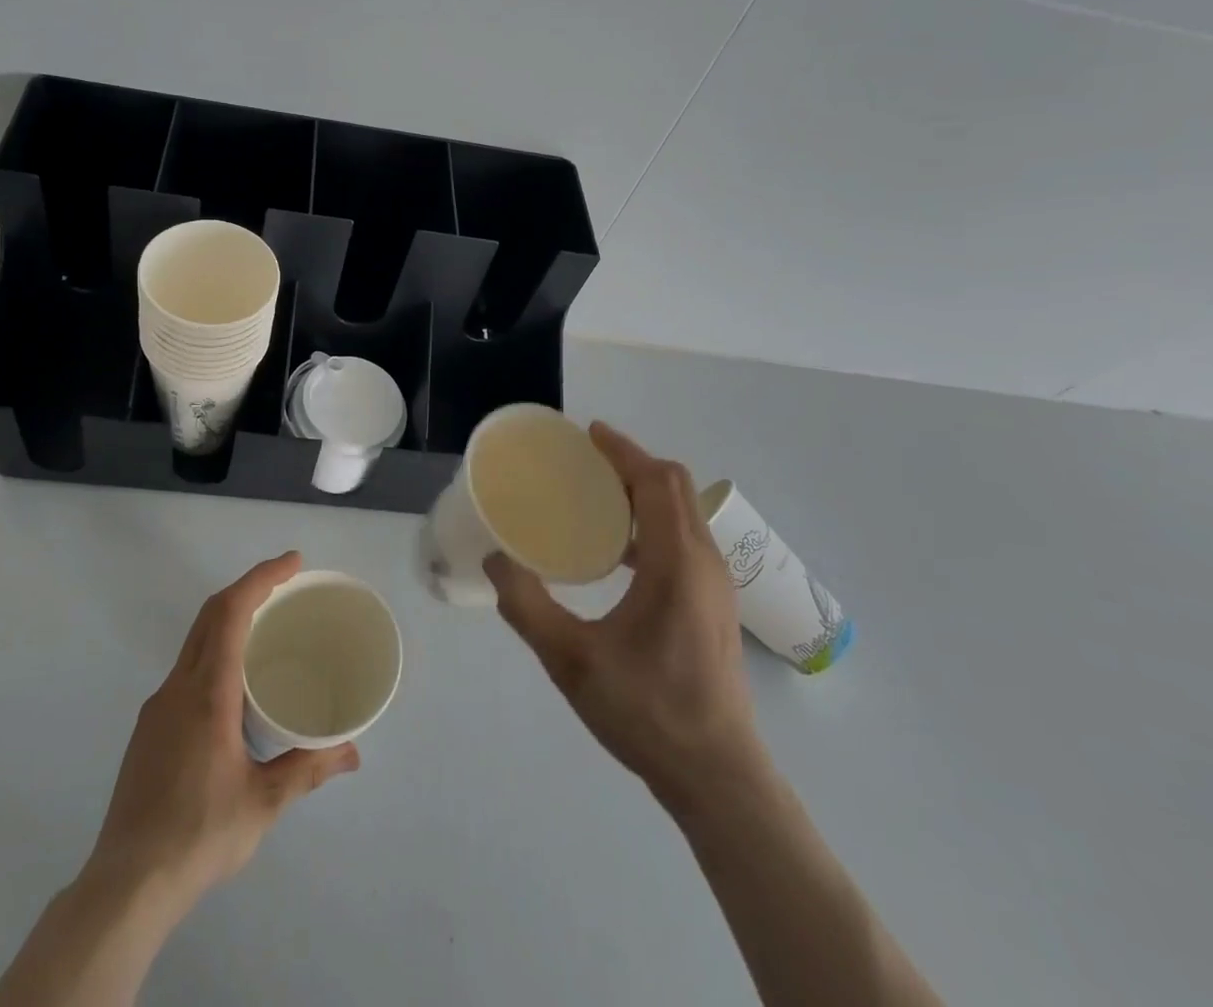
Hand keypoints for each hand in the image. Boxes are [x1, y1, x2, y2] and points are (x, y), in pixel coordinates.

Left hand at [88, 552, 359, 915]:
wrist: (126, 885)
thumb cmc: (199, 836)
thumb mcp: (263, 803)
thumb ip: (307, 769)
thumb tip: (352, 752)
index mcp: (207, 694)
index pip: (230, 612)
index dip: (261, 578)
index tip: (292, 563)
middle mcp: (177, 687)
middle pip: (210, 615)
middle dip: (248, 588)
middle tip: (287, 584)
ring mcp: (158, 707)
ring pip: (195, 642)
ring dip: (230, 620)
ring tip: (267, 630)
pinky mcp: (149, 728)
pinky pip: (186, 670)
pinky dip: (215, 652)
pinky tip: (234, 686)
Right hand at [484, 422, 763, 808]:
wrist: (717, 777)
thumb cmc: (647, 712)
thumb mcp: (571, 659)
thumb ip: (526, 605)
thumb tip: (495, 558)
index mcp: (677, 563)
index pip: (656, 482)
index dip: (623, 451)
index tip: (588, 434)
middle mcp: (704, 563)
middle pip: (674, 488)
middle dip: (631, 464)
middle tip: (584, 463)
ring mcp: (715, 586)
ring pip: (682, 513)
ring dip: (643, 493)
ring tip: (595, 500)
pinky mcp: (713, 606)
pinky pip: (683, 540)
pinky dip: (651, 523)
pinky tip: (615, 554)